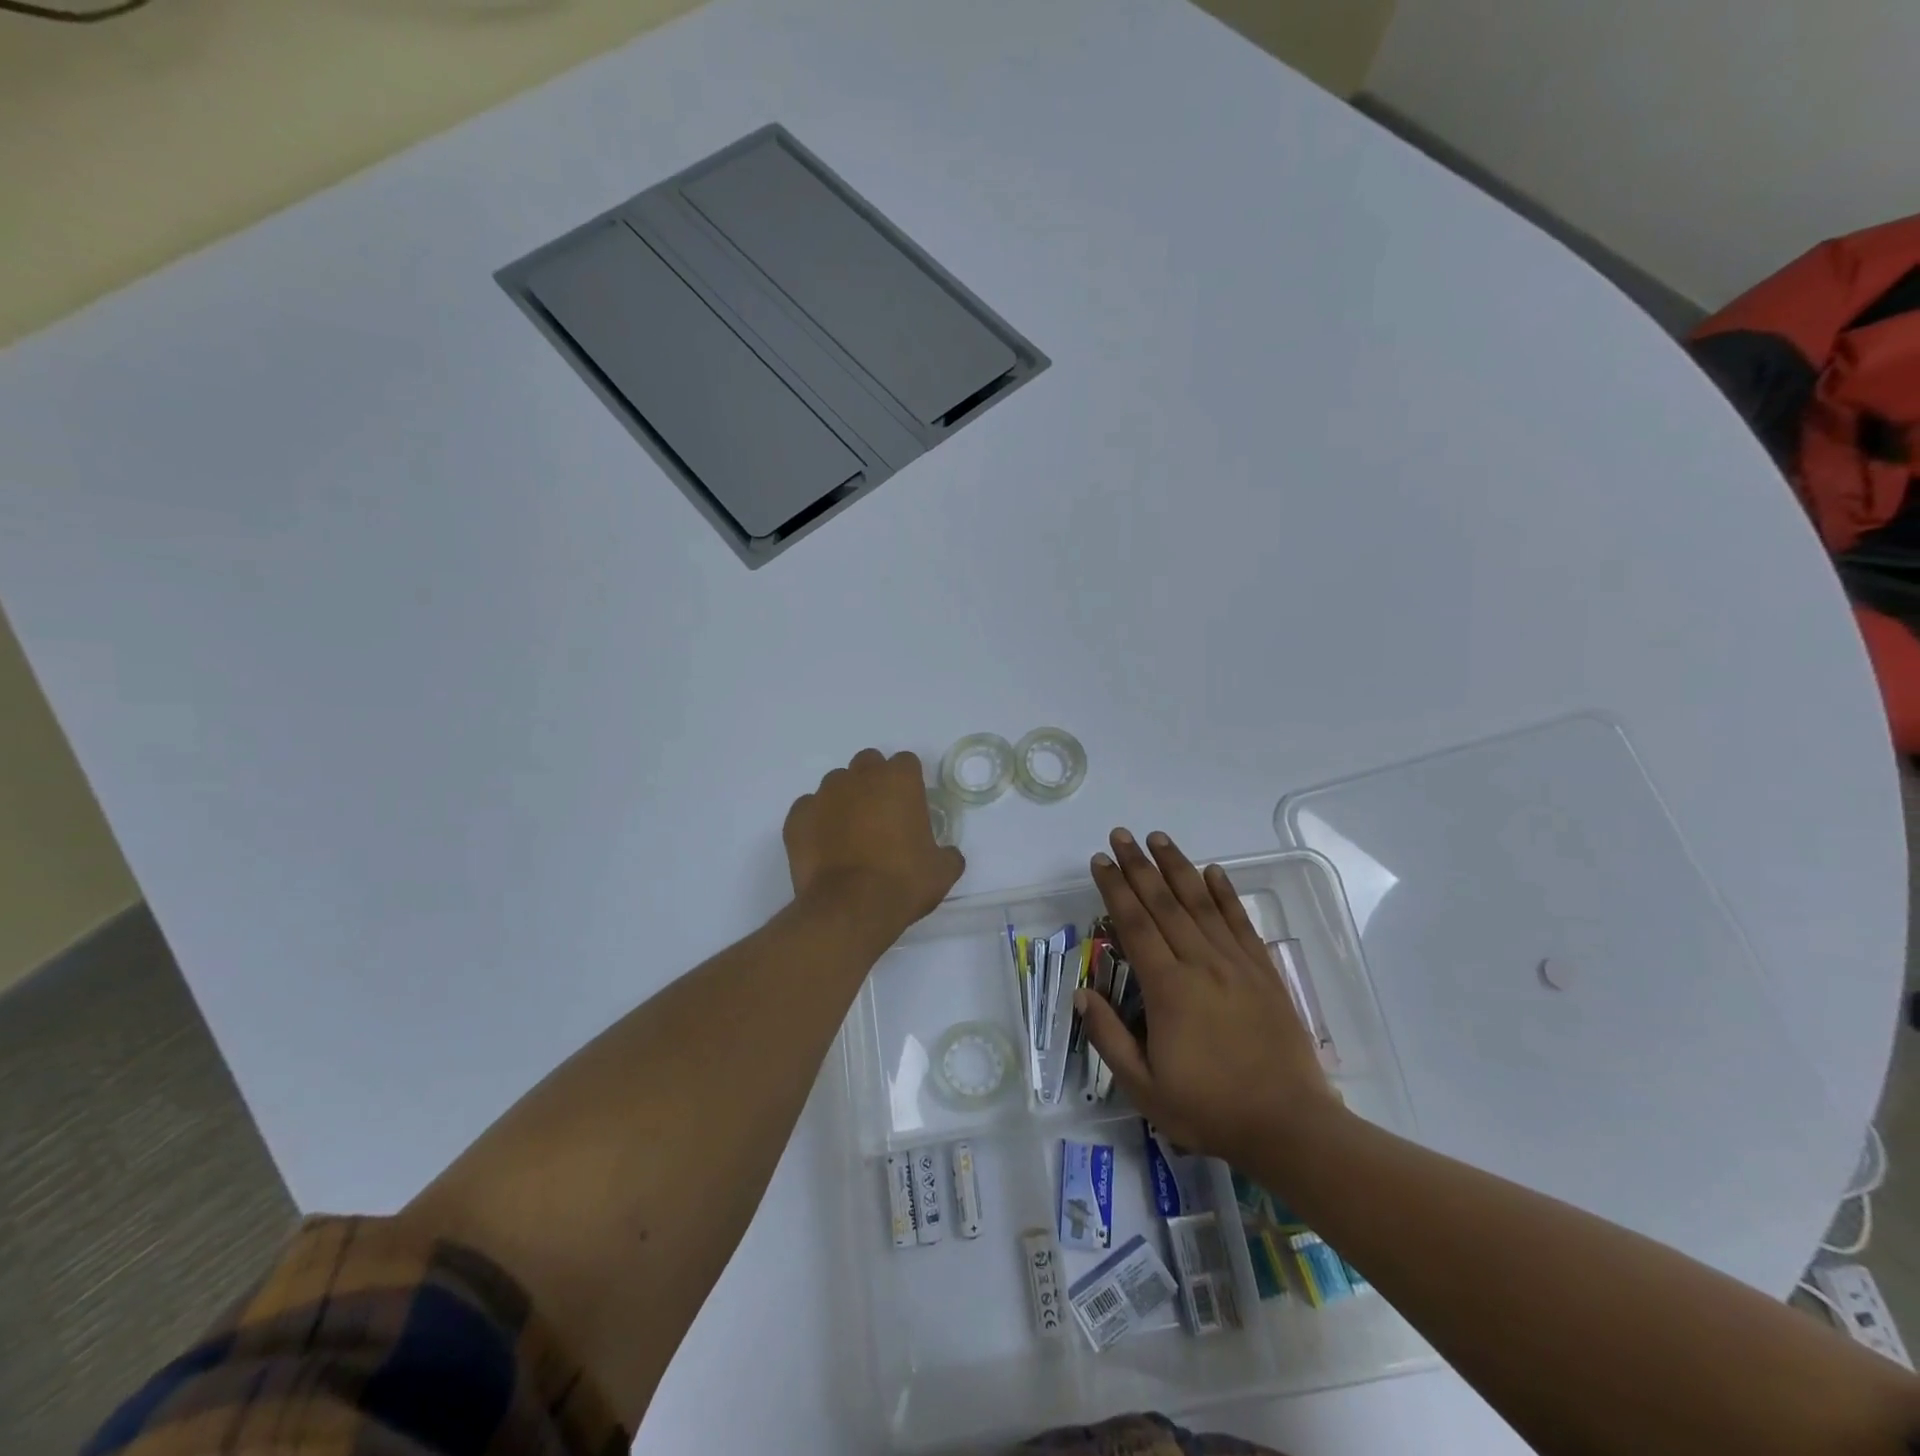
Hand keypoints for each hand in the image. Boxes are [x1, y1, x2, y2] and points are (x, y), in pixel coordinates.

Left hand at [784, 749, 964, 932]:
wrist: (848, 909)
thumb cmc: (902, 882)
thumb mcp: (942, 872)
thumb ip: (947, 854)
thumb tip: (947, 854)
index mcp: (898, 780)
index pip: (906, 762)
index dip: (909, 783)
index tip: (911, 807)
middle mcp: (859, 777)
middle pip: (868, 763)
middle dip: (875, 781)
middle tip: (881, 815)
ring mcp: (823, 795)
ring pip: (836, 784)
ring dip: (845, 799)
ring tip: (850, 834)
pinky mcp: (797, 817)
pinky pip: (809, 809)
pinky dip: (817, 821)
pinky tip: (824, 846)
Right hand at [1078, 829, 1342, 1165]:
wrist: (1290, 1126)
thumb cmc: (1210, 1109)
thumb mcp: (1144, 1088)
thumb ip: (1109, 1038)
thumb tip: (1081, 994)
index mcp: (1169, 989)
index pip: (1135, 925)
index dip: (1115, 889)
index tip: (1100, 861)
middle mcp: (1201, 964)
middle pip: (1165, 903)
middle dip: (1139, 866)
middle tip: (1122, 834)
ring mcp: (1237, 965)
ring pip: (1201, 903)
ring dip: (1177, 867)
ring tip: (1159, 838)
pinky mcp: (1264, 972)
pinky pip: (1240, 922)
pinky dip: (1225, 894)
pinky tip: (1213, 872)